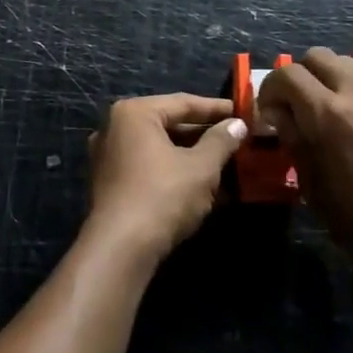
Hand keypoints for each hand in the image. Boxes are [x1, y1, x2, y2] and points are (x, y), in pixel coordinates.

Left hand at [86, 94, 246, 262]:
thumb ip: (221, 141)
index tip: (243, 112)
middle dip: (205, 135)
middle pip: (169, 124)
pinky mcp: (111, 183)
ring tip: (226, 163)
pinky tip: (203, 186)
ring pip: (161, 148)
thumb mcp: (201, 167)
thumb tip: (237, 124)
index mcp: (135, 112)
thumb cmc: (163, 196)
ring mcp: (110, 156)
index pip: (183, 103)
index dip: (217, 108)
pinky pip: (150, 167)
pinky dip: (175, 172)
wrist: (121, 249)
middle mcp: (116, 127)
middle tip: (237, 139)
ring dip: (193, 156)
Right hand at [258, 48, 352, 282]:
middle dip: (301, 75)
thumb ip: (292, 137)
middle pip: (318, 56)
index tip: (270, 110)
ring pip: (349, 63)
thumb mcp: (311, 184)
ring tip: (332, 109)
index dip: (271, 88)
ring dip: (332, 79)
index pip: (287, 73)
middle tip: (299, 104)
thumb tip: (278, 112)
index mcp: (327, 113)